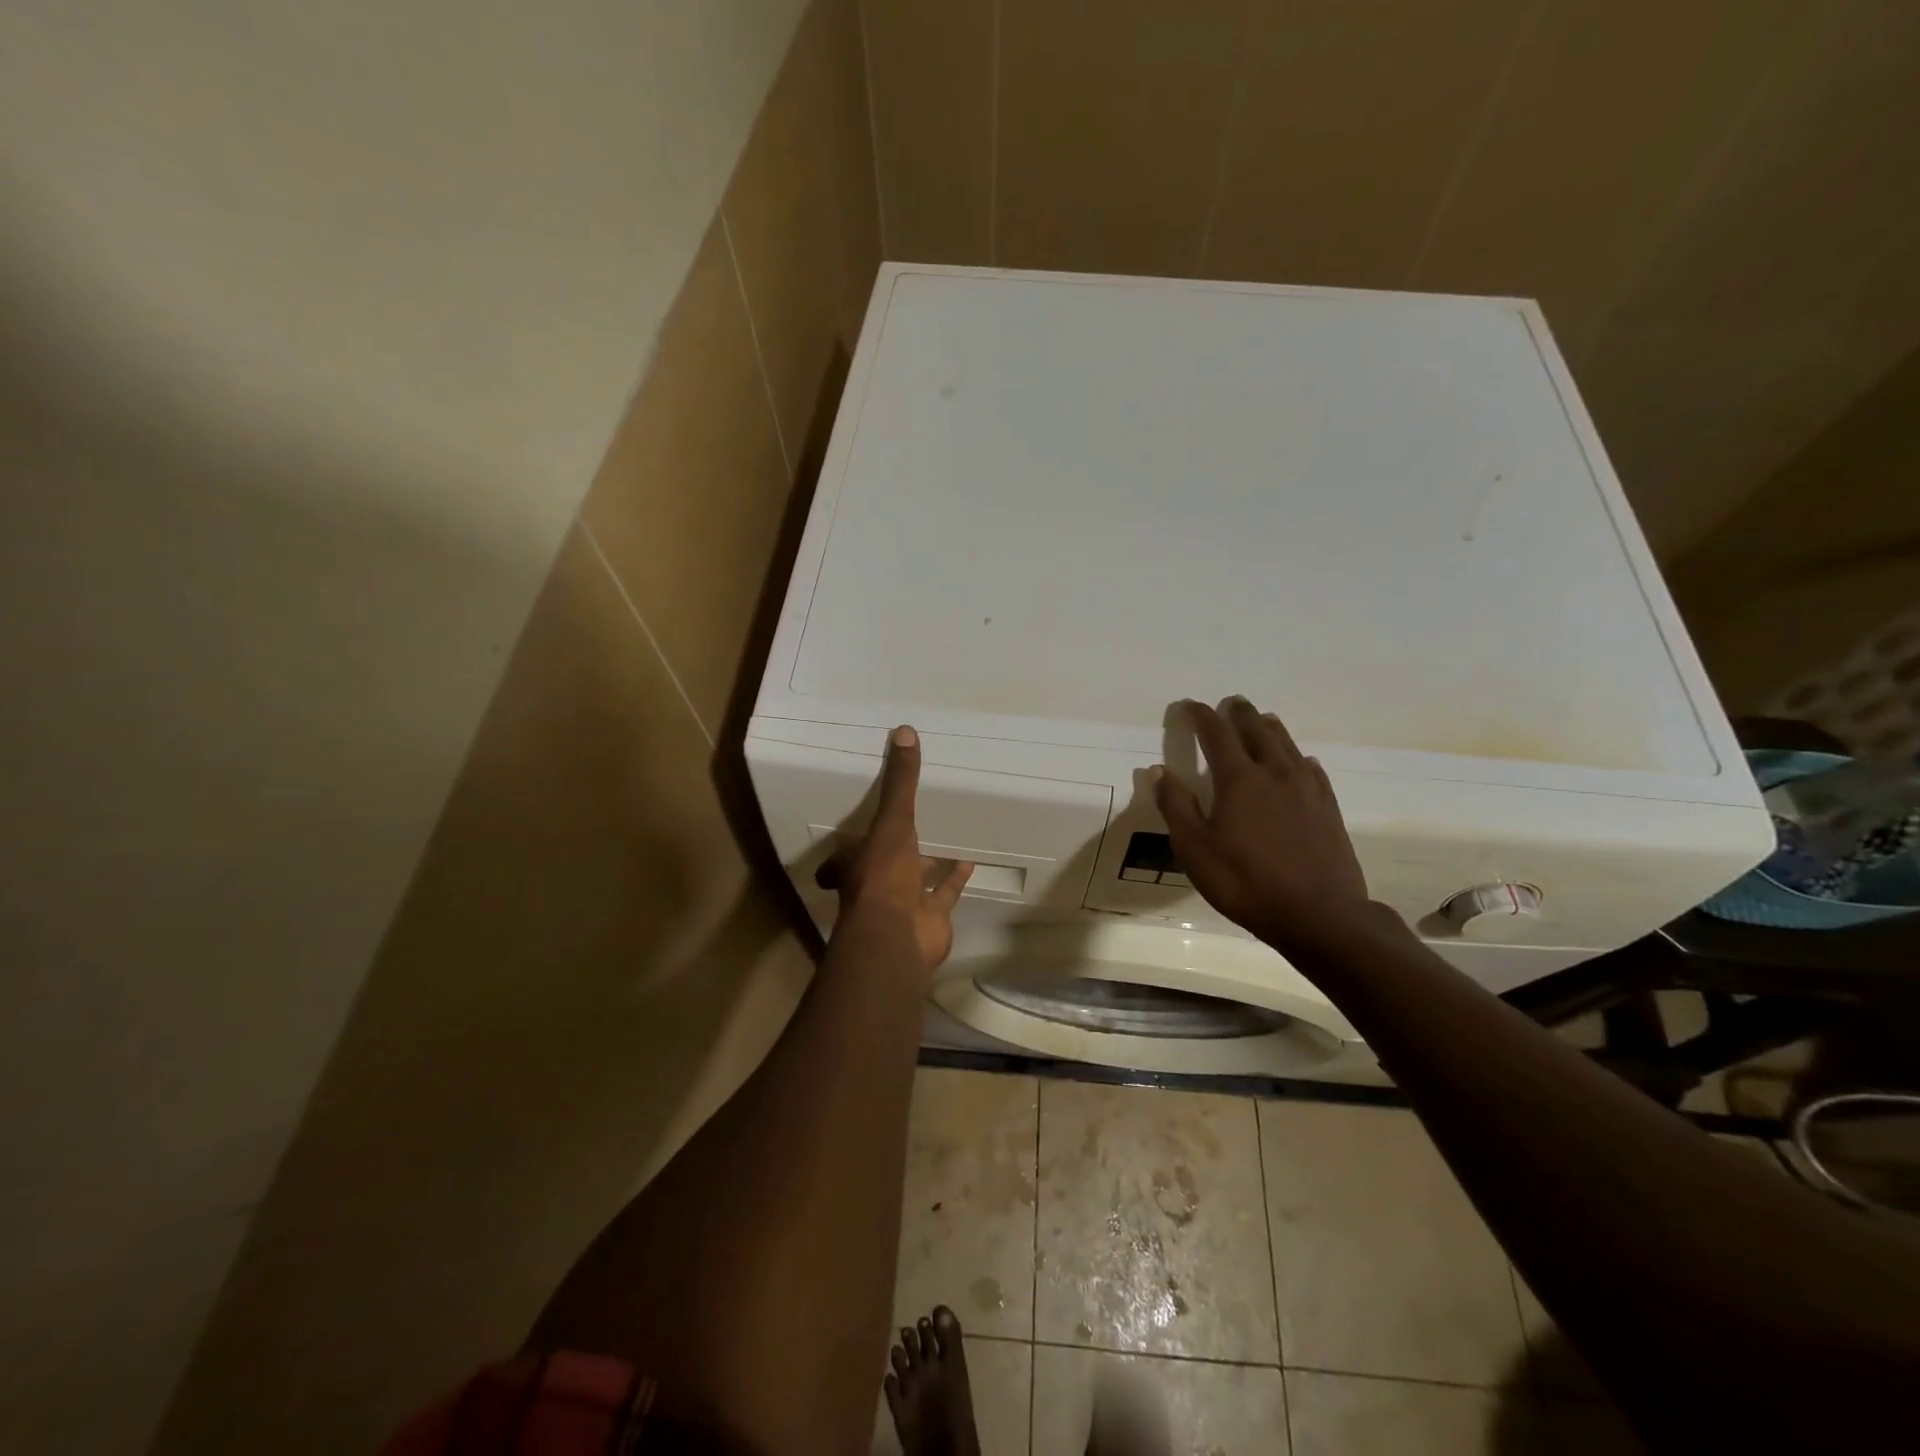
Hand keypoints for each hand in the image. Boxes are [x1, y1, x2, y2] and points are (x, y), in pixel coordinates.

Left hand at [833, 726, 973, 970]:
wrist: (899, 936)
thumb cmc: (884, 875)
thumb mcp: (892, 821)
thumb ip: (900, 782)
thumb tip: (904, 730)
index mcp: (858, 862)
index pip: (847, 851)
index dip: (849, 842)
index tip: (856, 825)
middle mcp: (877, 883)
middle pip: (883, 863)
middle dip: (895, 849)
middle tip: (909, 825)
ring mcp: (904, 903)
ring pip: (915, 879)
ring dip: (928, 863)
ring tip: (945, 837)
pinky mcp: (931, 917)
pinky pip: (944, 894)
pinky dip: (955, 879)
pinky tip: (969, 860)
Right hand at [1153, 697, 1376, 959]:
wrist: (1319, 915)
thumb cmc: (1245, 882)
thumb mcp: (1195, 849)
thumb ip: (1177, 806)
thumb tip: (1159, 771)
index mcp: (1239, 779)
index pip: (1216, 734)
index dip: (1201, 716)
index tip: (1189, 706)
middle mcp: (1274, 773)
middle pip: (1256, 730)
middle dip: (1239, 714)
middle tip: (1230, 703)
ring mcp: (1306, 789)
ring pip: (1286, 744)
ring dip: (1269, 728)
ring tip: (1261, 720)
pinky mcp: (1328, 808)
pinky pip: (1311, 769)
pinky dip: (1297, 757)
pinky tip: (1299, 762)